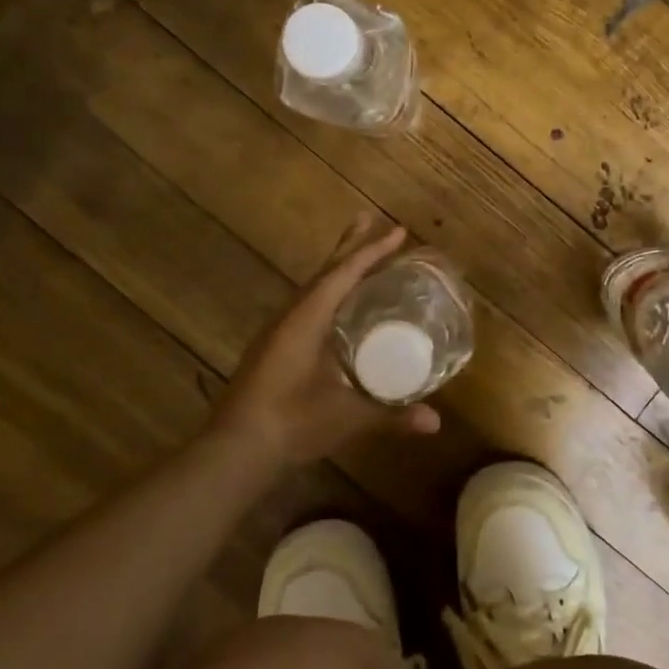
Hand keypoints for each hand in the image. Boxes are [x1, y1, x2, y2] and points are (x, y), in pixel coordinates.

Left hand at [207, 213, 441, 470]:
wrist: (233, 451)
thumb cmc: (290, 424)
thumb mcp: (345, 418)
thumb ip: (390, 416)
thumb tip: (435, 422)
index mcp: (306, 320)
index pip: (344, 274)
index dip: (372, 252)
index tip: (398, 231)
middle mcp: (290, 317)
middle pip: (325, 272)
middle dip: (349, 246)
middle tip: (368, 217)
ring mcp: (277, 333)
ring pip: (312, 288)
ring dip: (336, 269)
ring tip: (356, 256)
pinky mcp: (272, 349)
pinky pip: (305, 306)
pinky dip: (326, 294)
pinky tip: (334, 307)